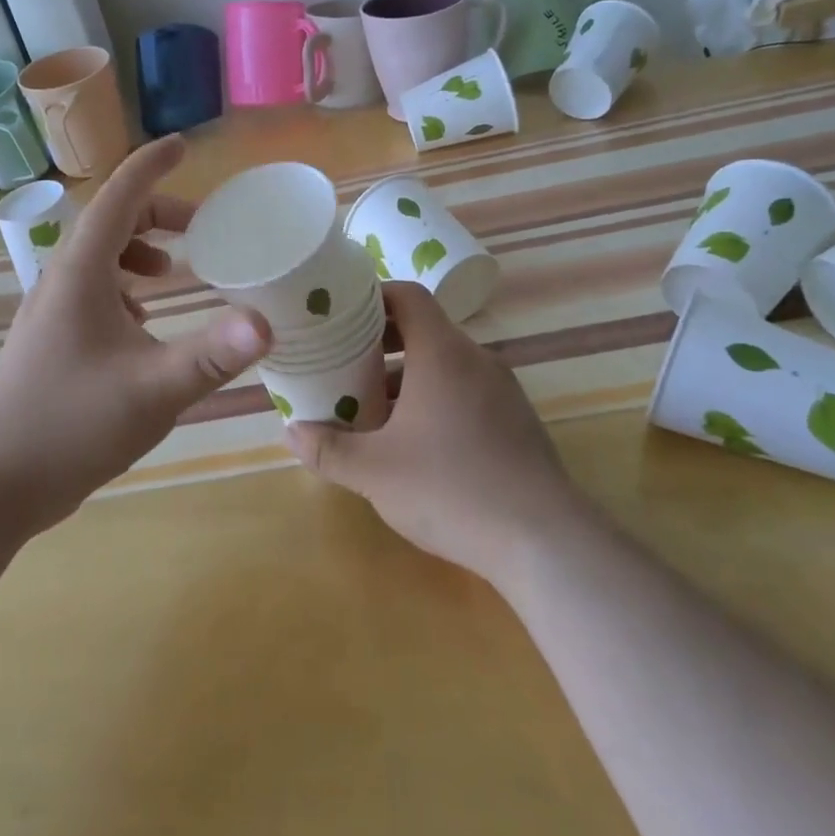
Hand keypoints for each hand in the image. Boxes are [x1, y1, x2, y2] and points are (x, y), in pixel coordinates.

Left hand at [0, 136, 270, 533]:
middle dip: (157, 216)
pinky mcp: (51, 341)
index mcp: (81, 274)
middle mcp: (61, 281)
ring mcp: (51, 312)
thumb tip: (267, 323)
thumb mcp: (153, 390)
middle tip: (202, 231)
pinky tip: (143, 324)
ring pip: (99, 260)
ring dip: (139, 253)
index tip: (182, 146)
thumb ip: (212, 355)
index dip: (151, 166)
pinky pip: (92, 292)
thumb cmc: (70, 424)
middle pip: (110, 224)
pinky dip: (124, 289)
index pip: (118, 198)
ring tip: (174, 274)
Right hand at [287, 282, 578, 587]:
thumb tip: (291, 432)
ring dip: (406, 377)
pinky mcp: (516, 421)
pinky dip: (434, 399)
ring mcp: (503, 390)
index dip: (373, 295)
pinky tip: (414, 441)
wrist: (543, 540)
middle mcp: (477, 360)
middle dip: (380, 342)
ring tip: (370, 407)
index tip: (340, 313)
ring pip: (445, 365)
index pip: (409, 295)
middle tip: (342, 362)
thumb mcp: (374, 472)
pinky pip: (466, 391)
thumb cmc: (450, 488)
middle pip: (424, 329)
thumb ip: (328, 449)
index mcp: (443, 353)